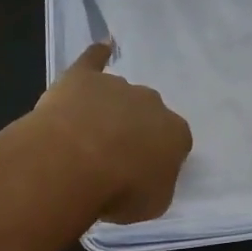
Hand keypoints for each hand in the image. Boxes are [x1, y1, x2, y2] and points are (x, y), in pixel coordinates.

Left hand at [35, 41, 193, 222]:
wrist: (75, 161)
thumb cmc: (119, 189)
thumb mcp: (152, 203)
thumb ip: (157, 183)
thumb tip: (150, 174)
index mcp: (175, 132)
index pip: (174, 141)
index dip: (156, 158)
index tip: (140, 174)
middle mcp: (152, 103)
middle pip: (147, 113)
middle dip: (133, 129)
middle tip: (112, 156)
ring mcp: (117, 86)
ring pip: (119, 95)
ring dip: (109, 110)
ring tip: (86, 136)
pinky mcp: (84, 77)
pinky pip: (94, 60)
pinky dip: (98, 54)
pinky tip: (102, 47)